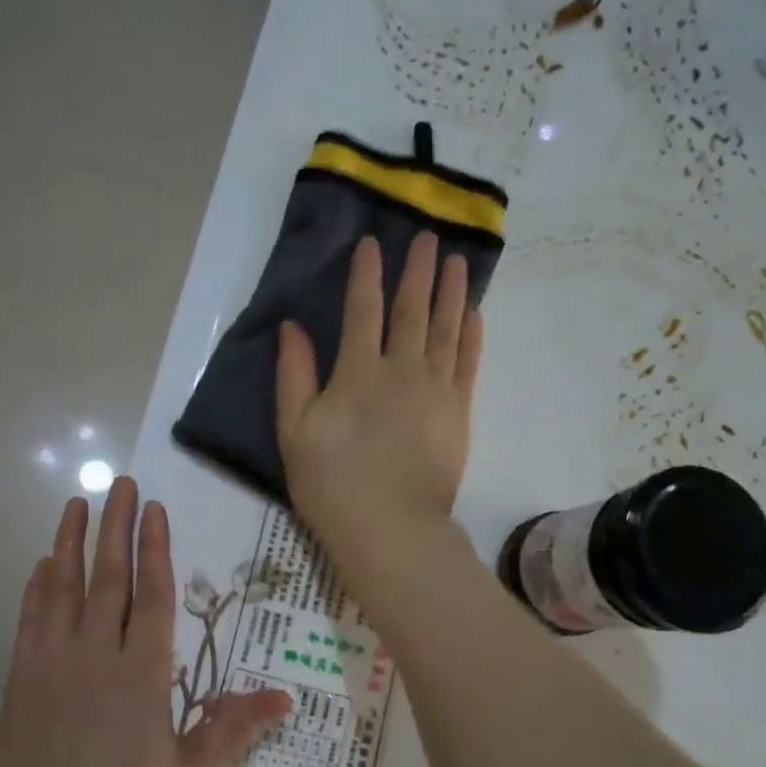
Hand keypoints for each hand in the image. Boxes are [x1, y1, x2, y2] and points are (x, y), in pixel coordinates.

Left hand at [0, 478, 292, 766]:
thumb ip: (231, 730)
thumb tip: (282, 696)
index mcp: (143, 675)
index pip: (153, 596)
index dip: (155, 549)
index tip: (153, 509)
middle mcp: (97, 654)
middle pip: (108, 577)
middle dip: (115, 526)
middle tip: (118, 483)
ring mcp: (53, 662)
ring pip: (64, 587)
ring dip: (70, 542)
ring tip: (77, 504)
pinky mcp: (21, 678)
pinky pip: (31, 617)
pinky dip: (38, 586)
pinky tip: (43, 565)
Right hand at [275, 232, 481, 566]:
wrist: (390, 529)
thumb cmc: (331, 484)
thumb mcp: (294, 432)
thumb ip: (293, 376)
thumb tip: (292, 327)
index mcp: (357, 372)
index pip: (362, 310)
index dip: (366, 274)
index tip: (373, 243)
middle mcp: (401, 370)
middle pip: (411, 310)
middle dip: (417, 271)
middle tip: (428, 237)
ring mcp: (437, 390)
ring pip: (446, 329)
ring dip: (451, 292)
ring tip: (456, 261)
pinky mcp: (459, 414)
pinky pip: (468, 363)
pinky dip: (472, 335)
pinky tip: (473, 313)